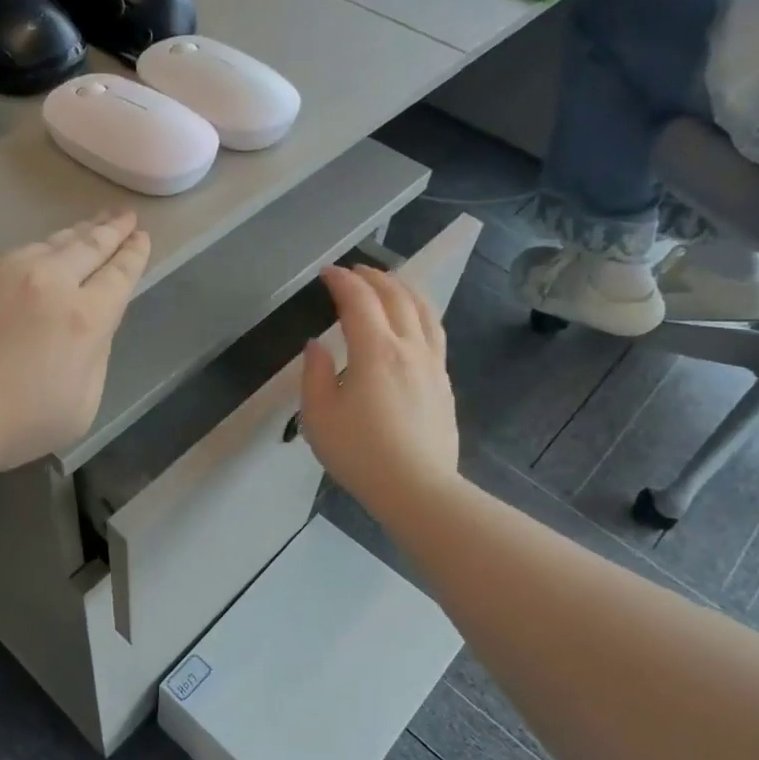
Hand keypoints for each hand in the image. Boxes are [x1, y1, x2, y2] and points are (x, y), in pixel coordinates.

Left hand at [0, 211, 150, 474]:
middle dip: (109, 230)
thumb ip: (94, 360)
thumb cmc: (9, 424)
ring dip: (70, 237)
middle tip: (123, 216)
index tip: (141, 237)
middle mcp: (47, 282)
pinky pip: (2, 262)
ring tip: (83, 229)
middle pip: (86, 247)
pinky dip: (22, 261)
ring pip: (44, 246)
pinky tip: (23, 267)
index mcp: (84, 318)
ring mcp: (0, 271)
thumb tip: (91, 330)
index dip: (133, 255)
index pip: (118, 275)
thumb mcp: (78, 409)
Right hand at [298, 264, 459, 519]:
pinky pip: (434, 332)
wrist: (417, 489)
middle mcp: (409, 348)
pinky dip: (419, 312)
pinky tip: (412, 322)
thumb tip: (317, 346)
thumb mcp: (318, 417)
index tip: (326, 273)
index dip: (342, 281)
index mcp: (376, 352)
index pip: (359, 301)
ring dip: (403, 288)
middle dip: (374, 277)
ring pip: (424, 310)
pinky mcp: (443, 383)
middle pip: (396, 296)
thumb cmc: (360, 454)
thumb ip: (315, 375)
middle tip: (355, 271)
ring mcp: (432, 364)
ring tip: (389, 283)